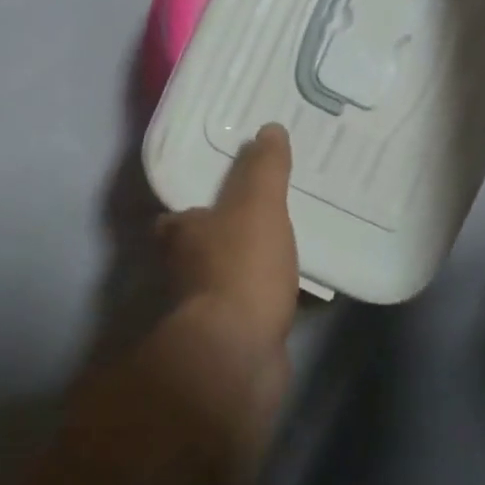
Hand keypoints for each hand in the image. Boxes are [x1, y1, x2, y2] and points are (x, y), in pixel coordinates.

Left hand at [155, 124, 298, 355]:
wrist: (239, 355)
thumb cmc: (241, 267)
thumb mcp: (257, 205)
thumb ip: (263, 168)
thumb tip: (269, 129)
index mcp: (181, 233)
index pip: (180, 213)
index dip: (199, 202)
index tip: (227, 189)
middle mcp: (185, 269)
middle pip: (205, 244)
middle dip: (230, 233)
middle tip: (268, 213)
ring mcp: (207, 307)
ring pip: (232, 276)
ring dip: (254, 266)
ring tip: (292, 245)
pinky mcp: (234, 337)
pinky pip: (258, 306)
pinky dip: (275, 298)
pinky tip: (305, 290)